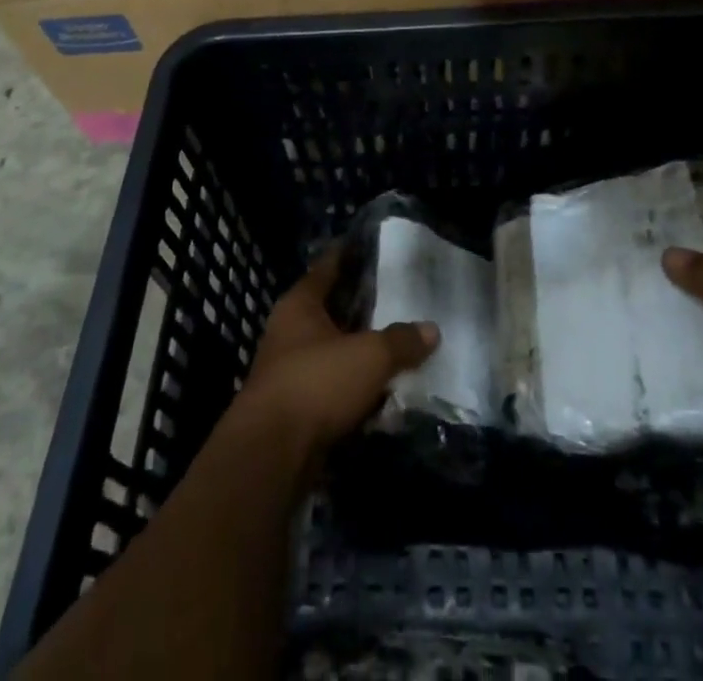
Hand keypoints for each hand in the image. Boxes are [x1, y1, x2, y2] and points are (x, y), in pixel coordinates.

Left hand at [236, 248, 439, 451]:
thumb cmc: (317, 383)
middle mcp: (288, 330)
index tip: (371, 247)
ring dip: (356, 350)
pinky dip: (351, 386)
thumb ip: (401, 341)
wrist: (272, 454)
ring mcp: (288, 370)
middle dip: (359, 306)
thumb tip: (431, 330)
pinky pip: (329, 386)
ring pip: (330, 349)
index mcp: (300, 304)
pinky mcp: (292, 408)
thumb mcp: (369, 356)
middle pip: (329, 309)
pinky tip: (379, 390)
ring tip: (394, 344)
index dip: (348, 255)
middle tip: (396, 298)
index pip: (327, 267)